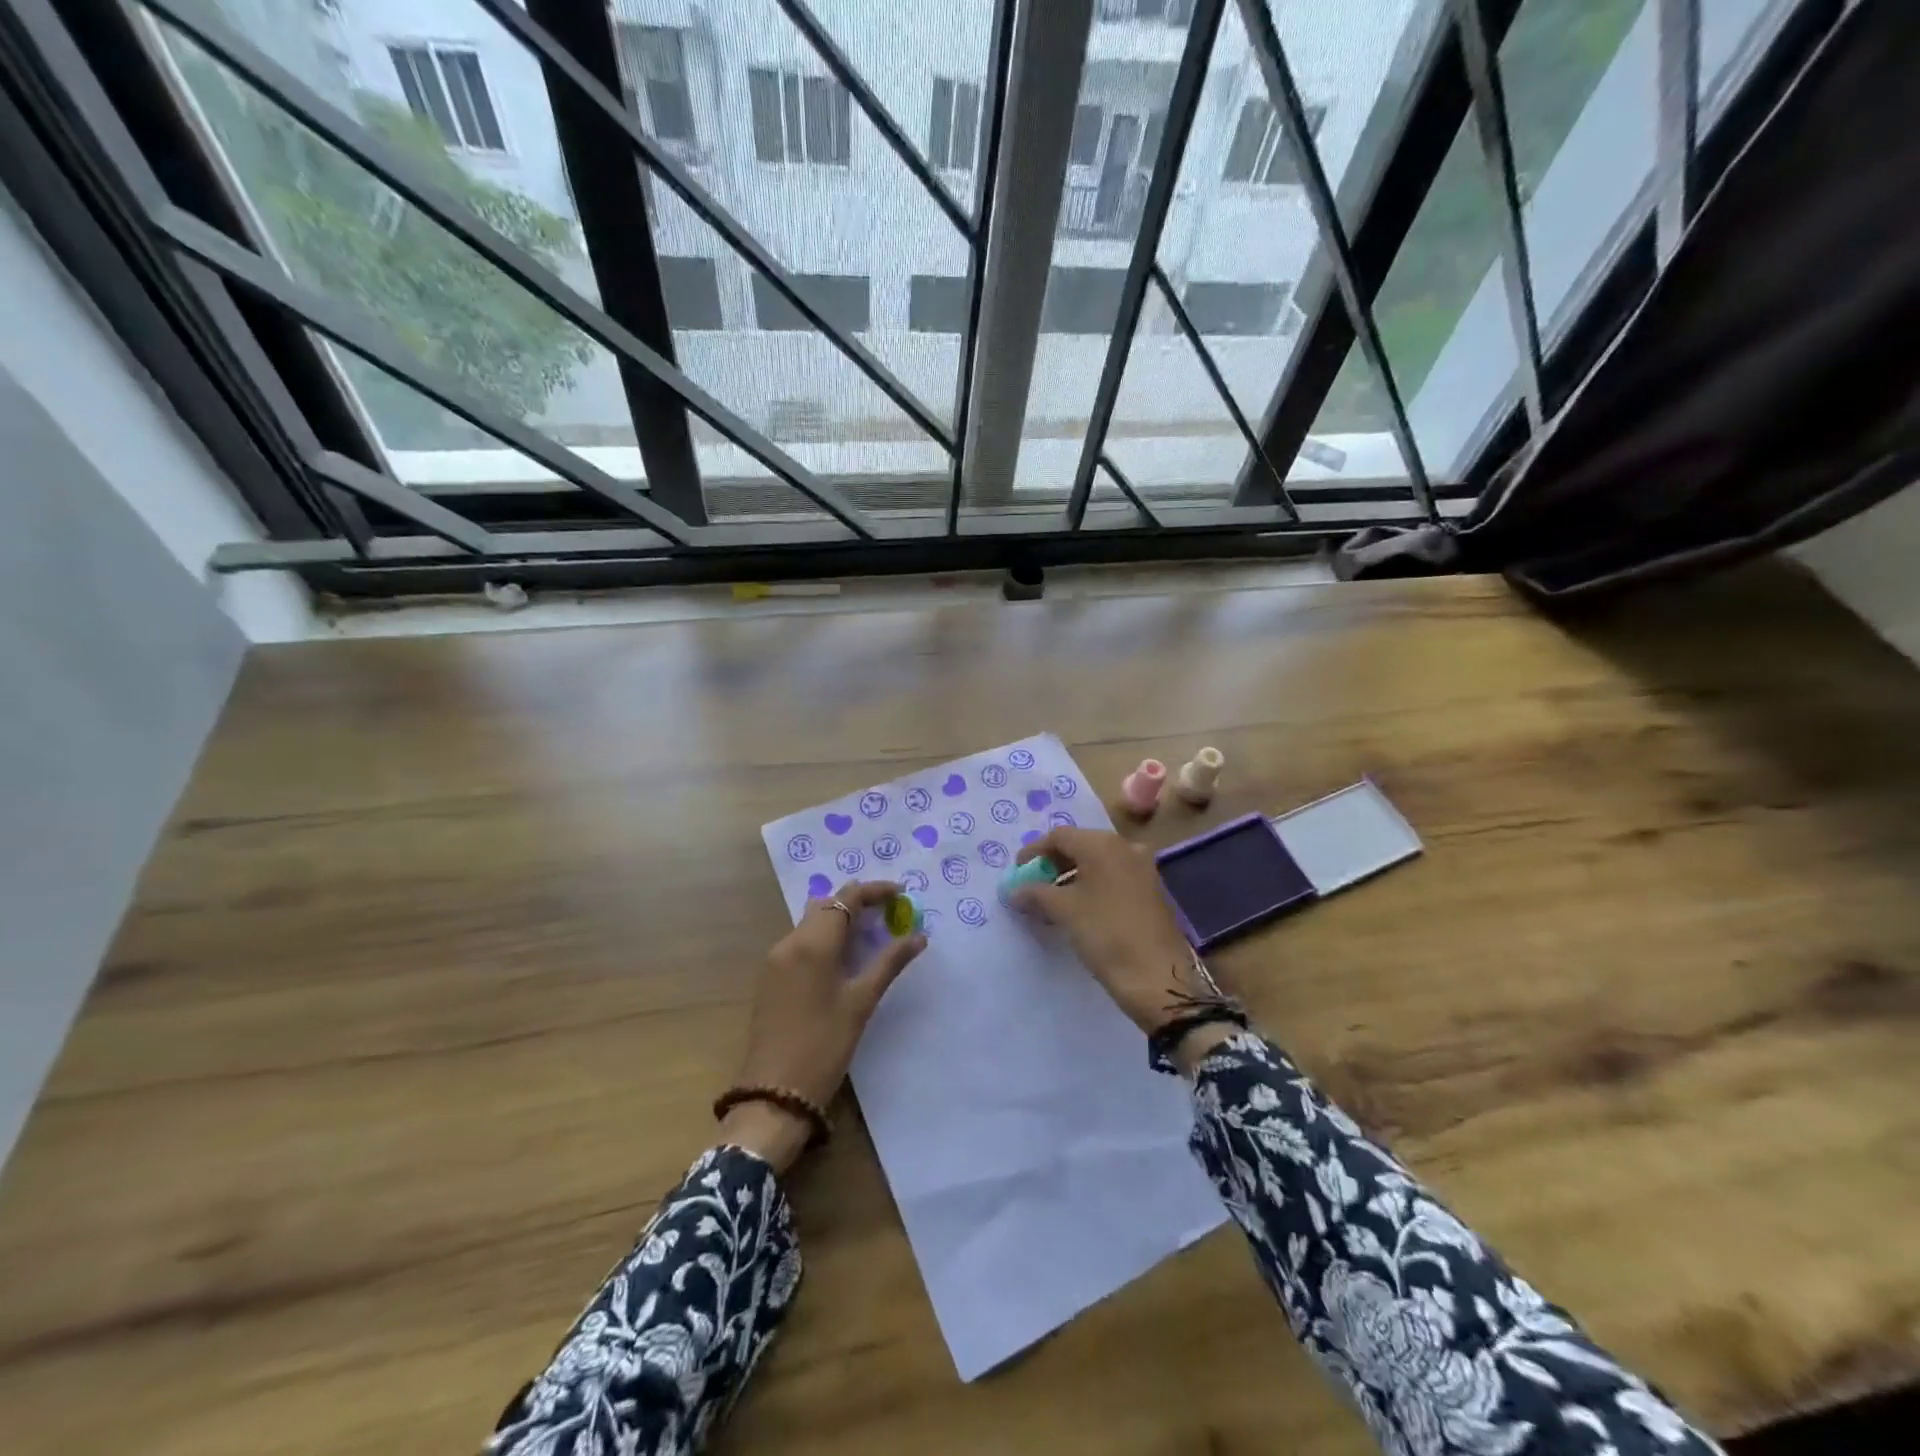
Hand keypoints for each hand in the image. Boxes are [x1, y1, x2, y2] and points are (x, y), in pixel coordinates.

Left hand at [725, 880, 925, 1170]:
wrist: (773, 1094)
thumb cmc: (824, 1046)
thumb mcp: (861, 1002)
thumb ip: (889, 963)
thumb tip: (919, 936)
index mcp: (812, 943)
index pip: (847, 898)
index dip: (875, 890)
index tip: (902, 894)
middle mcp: (789, 942)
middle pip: (827, 905)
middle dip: (858, 903)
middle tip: (890, 915)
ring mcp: (776, 960)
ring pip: (812, 923)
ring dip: (841, 921)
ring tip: (872, 936)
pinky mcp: (771, 978)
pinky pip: (801, 942)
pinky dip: (825, 939)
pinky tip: (844, 959)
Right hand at [1010, 827, 1214, 1035]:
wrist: (1158, 977)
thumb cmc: (1106, 934)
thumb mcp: (1064, 911)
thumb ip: (1035, 893)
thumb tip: (1014, 890)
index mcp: (1103, 844)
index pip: (1059, 836)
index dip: (1034, 852)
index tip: (1017, 872)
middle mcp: (1125, 847)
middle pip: (1079, 845)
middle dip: (1052, 864)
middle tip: (1032, 886)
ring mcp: (1142, 869)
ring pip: (1097, 863)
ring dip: (1070, 877)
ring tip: (1050, 901)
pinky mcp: (1150, 891)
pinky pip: (1112, 878)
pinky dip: (1090, 887)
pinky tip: (1077, 909)